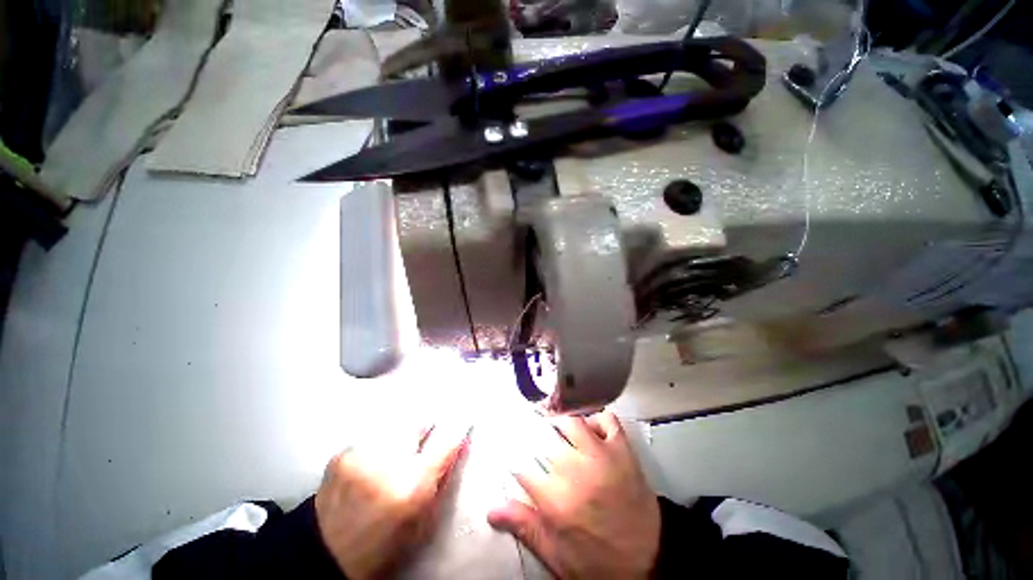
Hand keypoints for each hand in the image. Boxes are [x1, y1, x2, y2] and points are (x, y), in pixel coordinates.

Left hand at [315, 424, 468, 578]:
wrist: (325, 555)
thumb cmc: (383, 545)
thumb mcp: (423, 520)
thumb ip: (444, 477)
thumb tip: (462, 441)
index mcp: (411, 487)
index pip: (446, 442)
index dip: (457, 431)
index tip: (463, 424)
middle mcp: (387, 463)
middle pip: (419, 425)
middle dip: (424, 435)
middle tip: (416, 455)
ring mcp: (361, 455)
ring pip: (396, 428)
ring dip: (400, 441)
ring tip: (390, 464)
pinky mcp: (342, 453)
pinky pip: (374, 437)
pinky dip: (379, 446)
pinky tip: (371, 467)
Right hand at [488, 411, 660, 578]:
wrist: (650, 558)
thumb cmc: (598, 560)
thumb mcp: (558, 555)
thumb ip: (526, 527)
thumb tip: (492, 509)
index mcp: (557, 501)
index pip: (522, 465)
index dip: (514, 457)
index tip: (513, 454)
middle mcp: (576, 471)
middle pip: (544, 437)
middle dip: (534, 434)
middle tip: (533, 436)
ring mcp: (602, 456)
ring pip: (572, 421)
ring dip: (561, 422)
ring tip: (556, 427)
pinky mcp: (623, 450)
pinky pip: (607, 418)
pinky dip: (596, 417)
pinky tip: (589, 426)